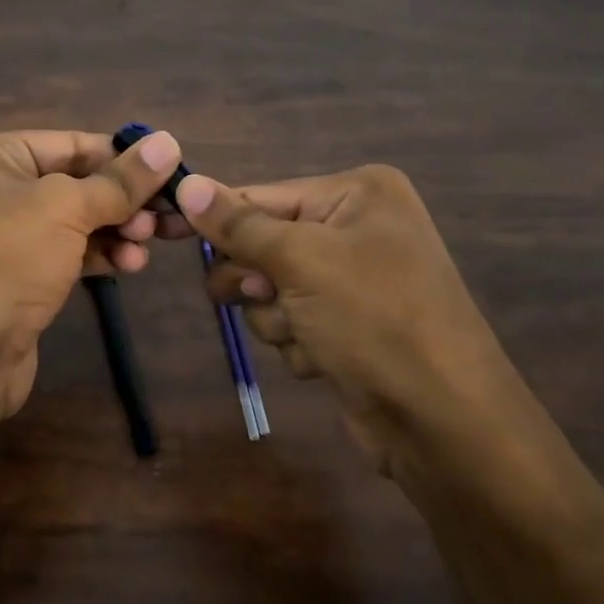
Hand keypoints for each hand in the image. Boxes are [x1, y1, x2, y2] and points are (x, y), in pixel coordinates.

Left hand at [0, 128, 186, 427]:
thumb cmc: (3, 258)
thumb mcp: (65, 208)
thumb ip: (120, 180)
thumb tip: (169, 142)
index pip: (67, 143)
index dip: (121, 157)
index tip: (171, 170)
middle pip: (73, 183)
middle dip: (122, 200)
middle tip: (165, 217)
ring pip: (72, 222)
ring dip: (116, 230)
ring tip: (148, 243)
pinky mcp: (13, 279)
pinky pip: (64, 255)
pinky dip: (98, 256)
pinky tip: (130, 265)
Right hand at [175, 166, 537, 478]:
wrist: (442, 419)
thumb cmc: (375, 318)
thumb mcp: (301, 261)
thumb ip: (238, 224)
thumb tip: (186, 183)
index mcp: (356, 194)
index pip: (260, 196)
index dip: (211, 216)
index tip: (161, 229)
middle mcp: (355, 228)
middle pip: (260, 243)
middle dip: (255, 278)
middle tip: (264, 293)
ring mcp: (351, 280)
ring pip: (268, 289)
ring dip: (276, 316)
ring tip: (310, 334)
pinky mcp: (345, 325)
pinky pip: (289, 322)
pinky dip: (298, 342)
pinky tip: (328, 358)